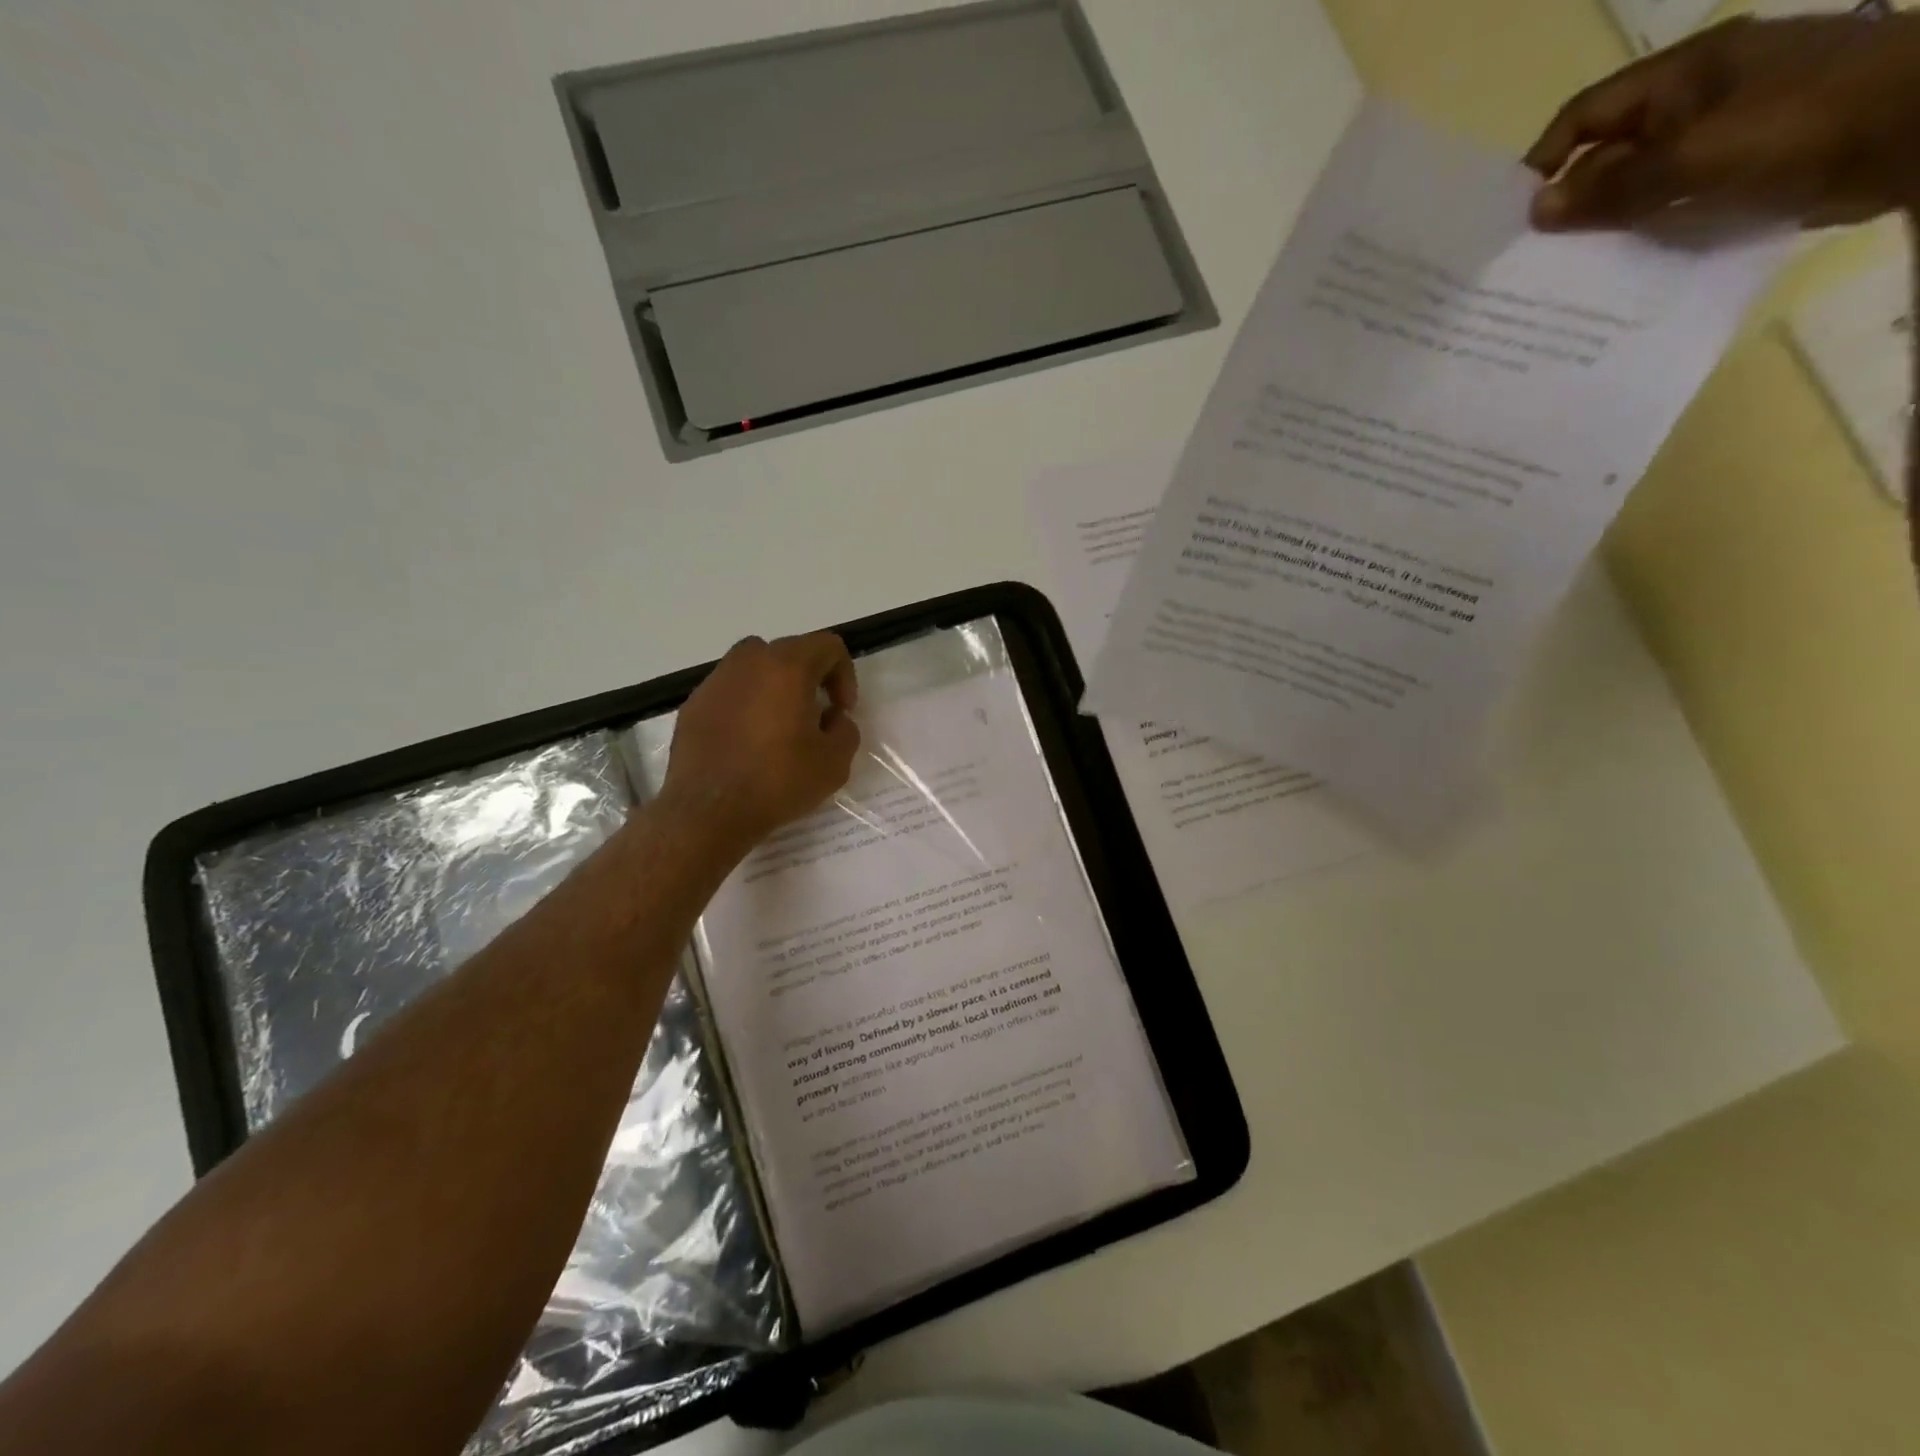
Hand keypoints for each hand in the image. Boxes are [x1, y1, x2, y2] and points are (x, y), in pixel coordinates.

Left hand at [659, 631, 861, 853]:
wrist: (708, 812)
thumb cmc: (777, 782)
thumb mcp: (835, 762)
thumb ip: (845, 730)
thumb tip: (832, 719)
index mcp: (787, 666)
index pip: (828, 646)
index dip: (845, 675)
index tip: (841, 711)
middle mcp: (748, 661)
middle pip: (790, 653)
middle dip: (810, 679)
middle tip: (815, 717)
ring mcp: (715, 681)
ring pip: (756, 669)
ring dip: (775, 689)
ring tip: (779, 729)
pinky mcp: (693, 704)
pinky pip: (730, 692)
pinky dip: (746, 706)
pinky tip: (747, 744)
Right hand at [1528, 13, 1919, 231]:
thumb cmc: (1802, 125)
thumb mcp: (1692, 158)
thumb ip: (1611, 188)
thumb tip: (1537, 211)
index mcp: (1683, 75)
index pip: (1586, 114)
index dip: (1543, 161)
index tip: (1513, 217)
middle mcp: (1698, 98)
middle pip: (1609, 153)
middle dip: (1571, 203)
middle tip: (1535, 259)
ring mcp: (1725, 132)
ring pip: (1639, 184)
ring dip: (1607, 225)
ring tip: (1571, 273)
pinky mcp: (1747, 168)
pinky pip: (1676, 202)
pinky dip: (1648, 232)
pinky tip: (1628, 266)